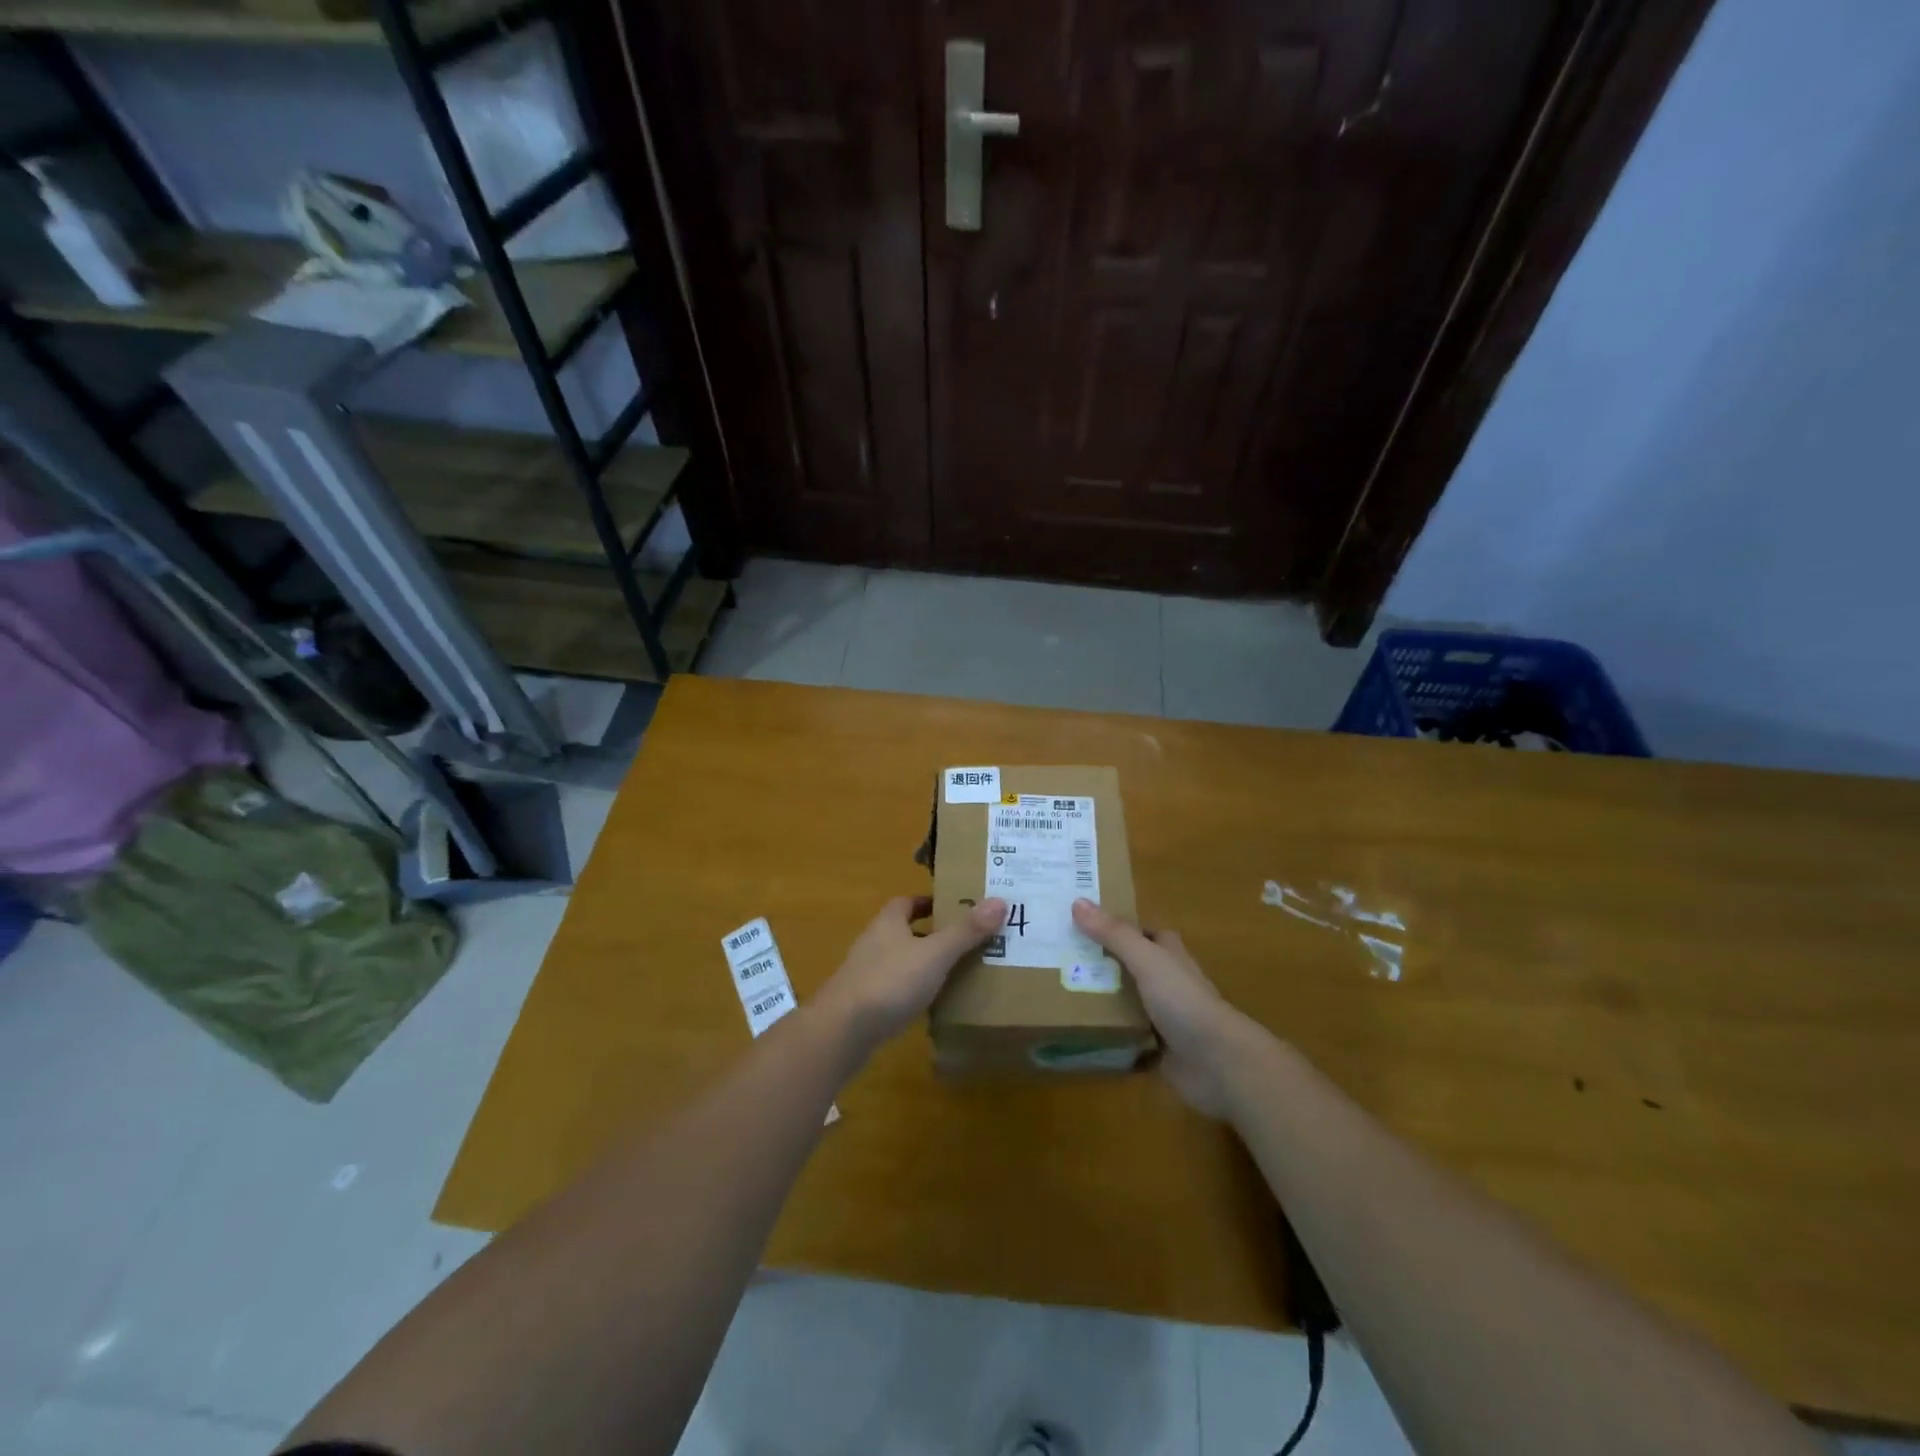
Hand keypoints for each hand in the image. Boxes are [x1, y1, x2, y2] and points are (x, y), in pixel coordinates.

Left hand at [815, 896, 1007, 1057]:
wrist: (842, 1031)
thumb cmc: (890, 981)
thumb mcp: (935, 954)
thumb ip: (965, 931)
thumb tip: (999, 901)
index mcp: (888, 922)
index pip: (907, 902)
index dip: (929, 902)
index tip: (955, 908)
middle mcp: (874, 942)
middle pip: (905, 931)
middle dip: (932, 934)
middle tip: (965, 941)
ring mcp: (866, 974)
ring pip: (900, 961)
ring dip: (923, 964)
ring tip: (956, 973)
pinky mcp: (864, 1003)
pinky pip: (894, 989)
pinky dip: (912, 991)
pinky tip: (931, 1004)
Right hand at [1072, 898, 1258, 1117]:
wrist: (1218, 1063)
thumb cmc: (1184, 1001)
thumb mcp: (1146, 960)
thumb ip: (1114, 934)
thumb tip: (1077, 901)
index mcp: (1169, 955)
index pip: (1142, 932)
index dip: (1117, 925)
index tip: (1081, 921)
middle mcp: (1167, 982)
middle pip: (1129, 966)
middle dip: (1100, 963)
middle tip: (1059, 958)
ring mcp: (1163, 1017)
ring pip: (1126, 1002)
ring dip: (1100, 1000)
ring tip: (1058, 993)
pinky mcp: (1157, 1048)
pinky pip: (1125, 1037)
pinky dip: (1107, 1035)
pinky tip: (1078, 1033)